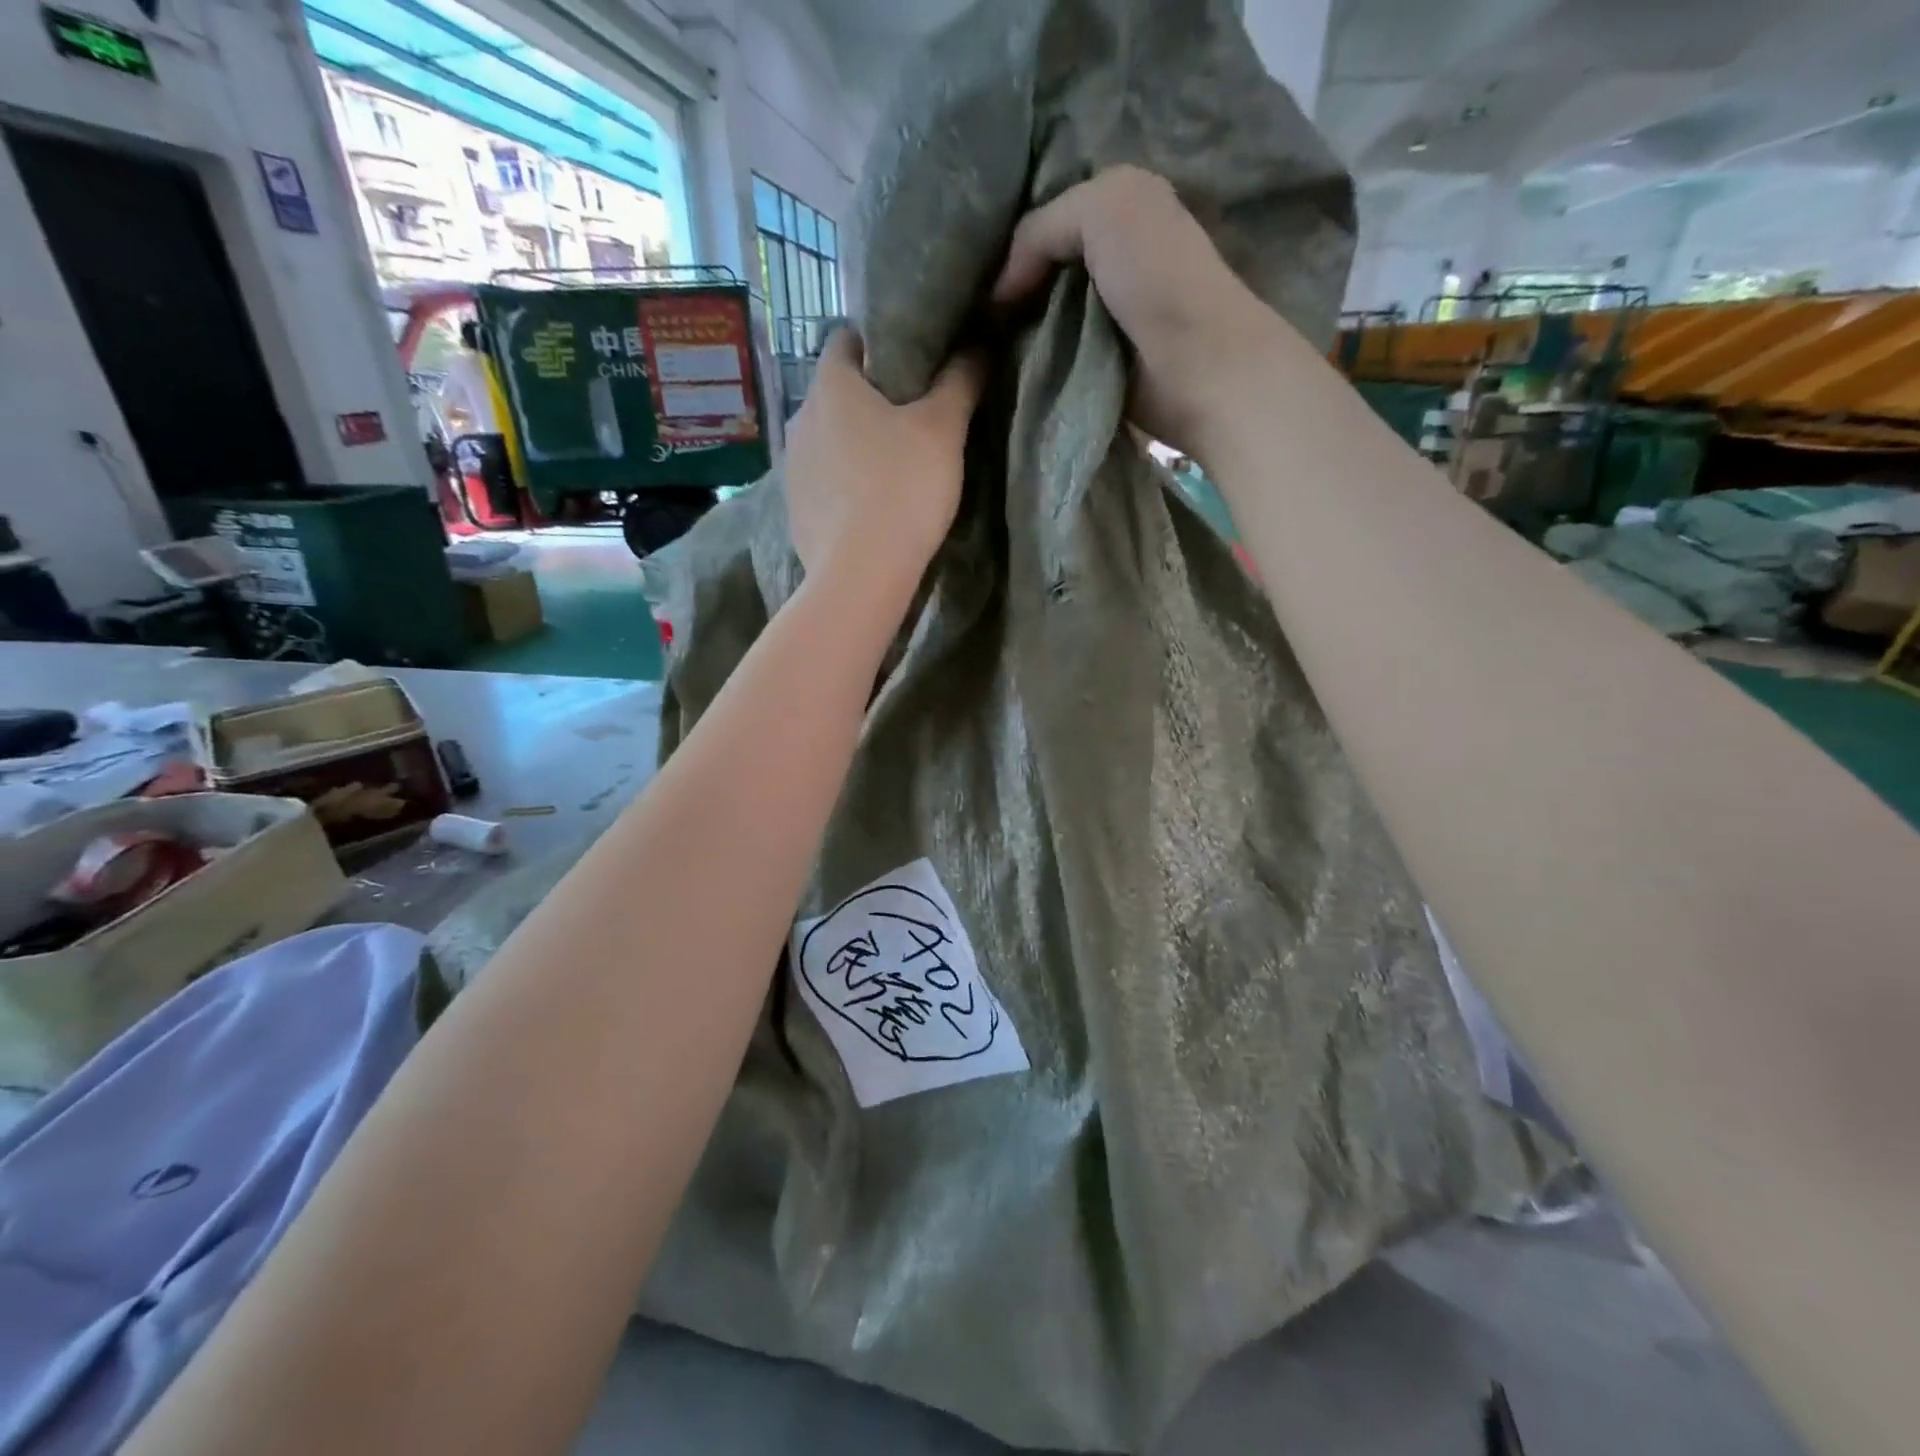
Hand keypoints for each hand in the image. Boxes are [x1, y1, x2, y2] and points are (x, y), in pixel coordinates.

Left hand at [783, 329, 983, 595]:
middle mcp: (800, 418)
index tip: (910, 365)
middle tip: (911, 420)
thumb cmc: (902, 488)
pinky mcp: (794, 510)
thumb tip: (978, 343)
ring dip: (853, 445)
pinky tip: (868, 507)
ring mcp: (791, 467)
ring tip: (891, 468)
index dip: (877, 344)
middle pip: (836, 393)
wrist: (861, 574)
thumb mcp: (944, 429)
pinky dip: (841, 485)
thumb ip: (960, 381)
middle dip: (869, 400)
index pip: (845, 339)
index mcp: (830, 385)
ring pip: (827, 440)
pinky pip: (821, 483)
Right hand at [992, 166, 1284, 458]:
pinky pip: (1048, 355)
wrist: (1197, 367)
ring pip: (1039, 314)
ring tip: (978, 340)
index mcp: (1119, 210)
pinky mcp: (1095, 366)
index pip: (1045, 218)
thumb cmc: (1158, 278)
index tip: (973, 268)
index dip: (1009, 239)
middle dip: (1007, 286)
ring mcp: (1102, 317)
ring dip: (1012, 328)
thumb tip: (998, 292)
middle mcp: (1110, 260)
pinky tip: (1002, 364)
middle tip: (969, 308)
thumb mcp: (1104, 209)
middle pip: (1039, 269)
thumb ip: (1041, 228)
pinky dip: (1027, 359)